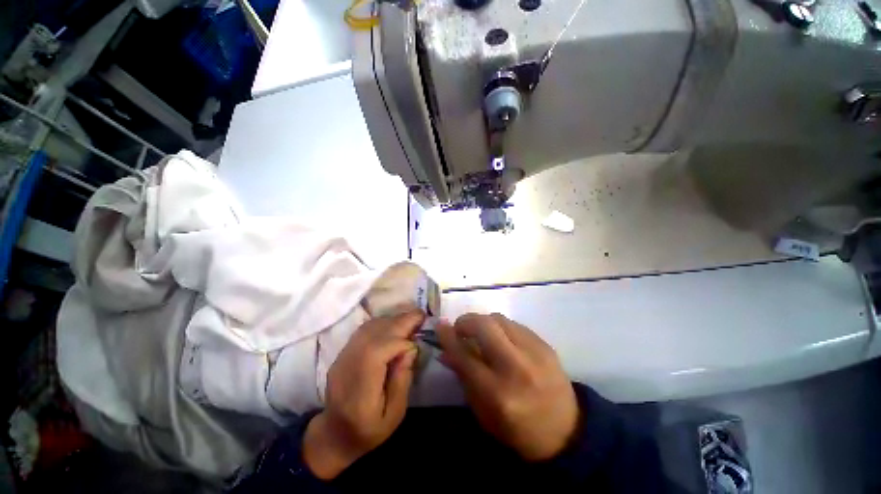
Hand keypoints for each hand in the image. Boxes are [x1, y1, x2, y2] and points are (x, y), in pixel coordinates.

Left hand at [303, 310, 423, 478]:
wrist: (334, 434)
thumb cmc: (368, 431)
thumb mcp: (394, 414)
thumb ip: (402, 380)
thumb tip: (411, 348)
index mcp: (359, 391)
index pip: (376, 352)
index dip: (399, 342)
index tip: (416, 343)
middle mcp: (347, 368)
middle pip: (373, 335)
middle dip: (400, 322)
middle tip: (420, 315)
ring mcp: (342, 357)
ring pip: (368, 328)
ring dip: (392, 320)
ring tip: (410, 320)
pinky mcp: (343, 352)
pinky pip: (364, 330)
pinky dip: (382, 323)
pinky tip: (394, 325)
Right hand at [437, 313, 578, 461]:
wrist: (567, 432)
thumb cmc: (517, 429)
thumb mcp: (483, 413)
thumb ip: (463, 377)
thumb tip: (445, 351)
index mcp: (497, 393)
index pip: (464, 356)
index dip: (448, 337)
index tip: (440, 325)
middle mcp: (516, 368)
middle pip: (484, 326)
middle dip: (466, 321)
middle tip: (460, 328)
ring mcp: (534, 353)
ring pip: (499, 319)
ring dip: (483, 322)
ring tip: (480, 334)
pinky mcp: (545, 345)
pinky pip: (514, 324)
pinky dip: (501, 327)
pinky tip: (501, 339)